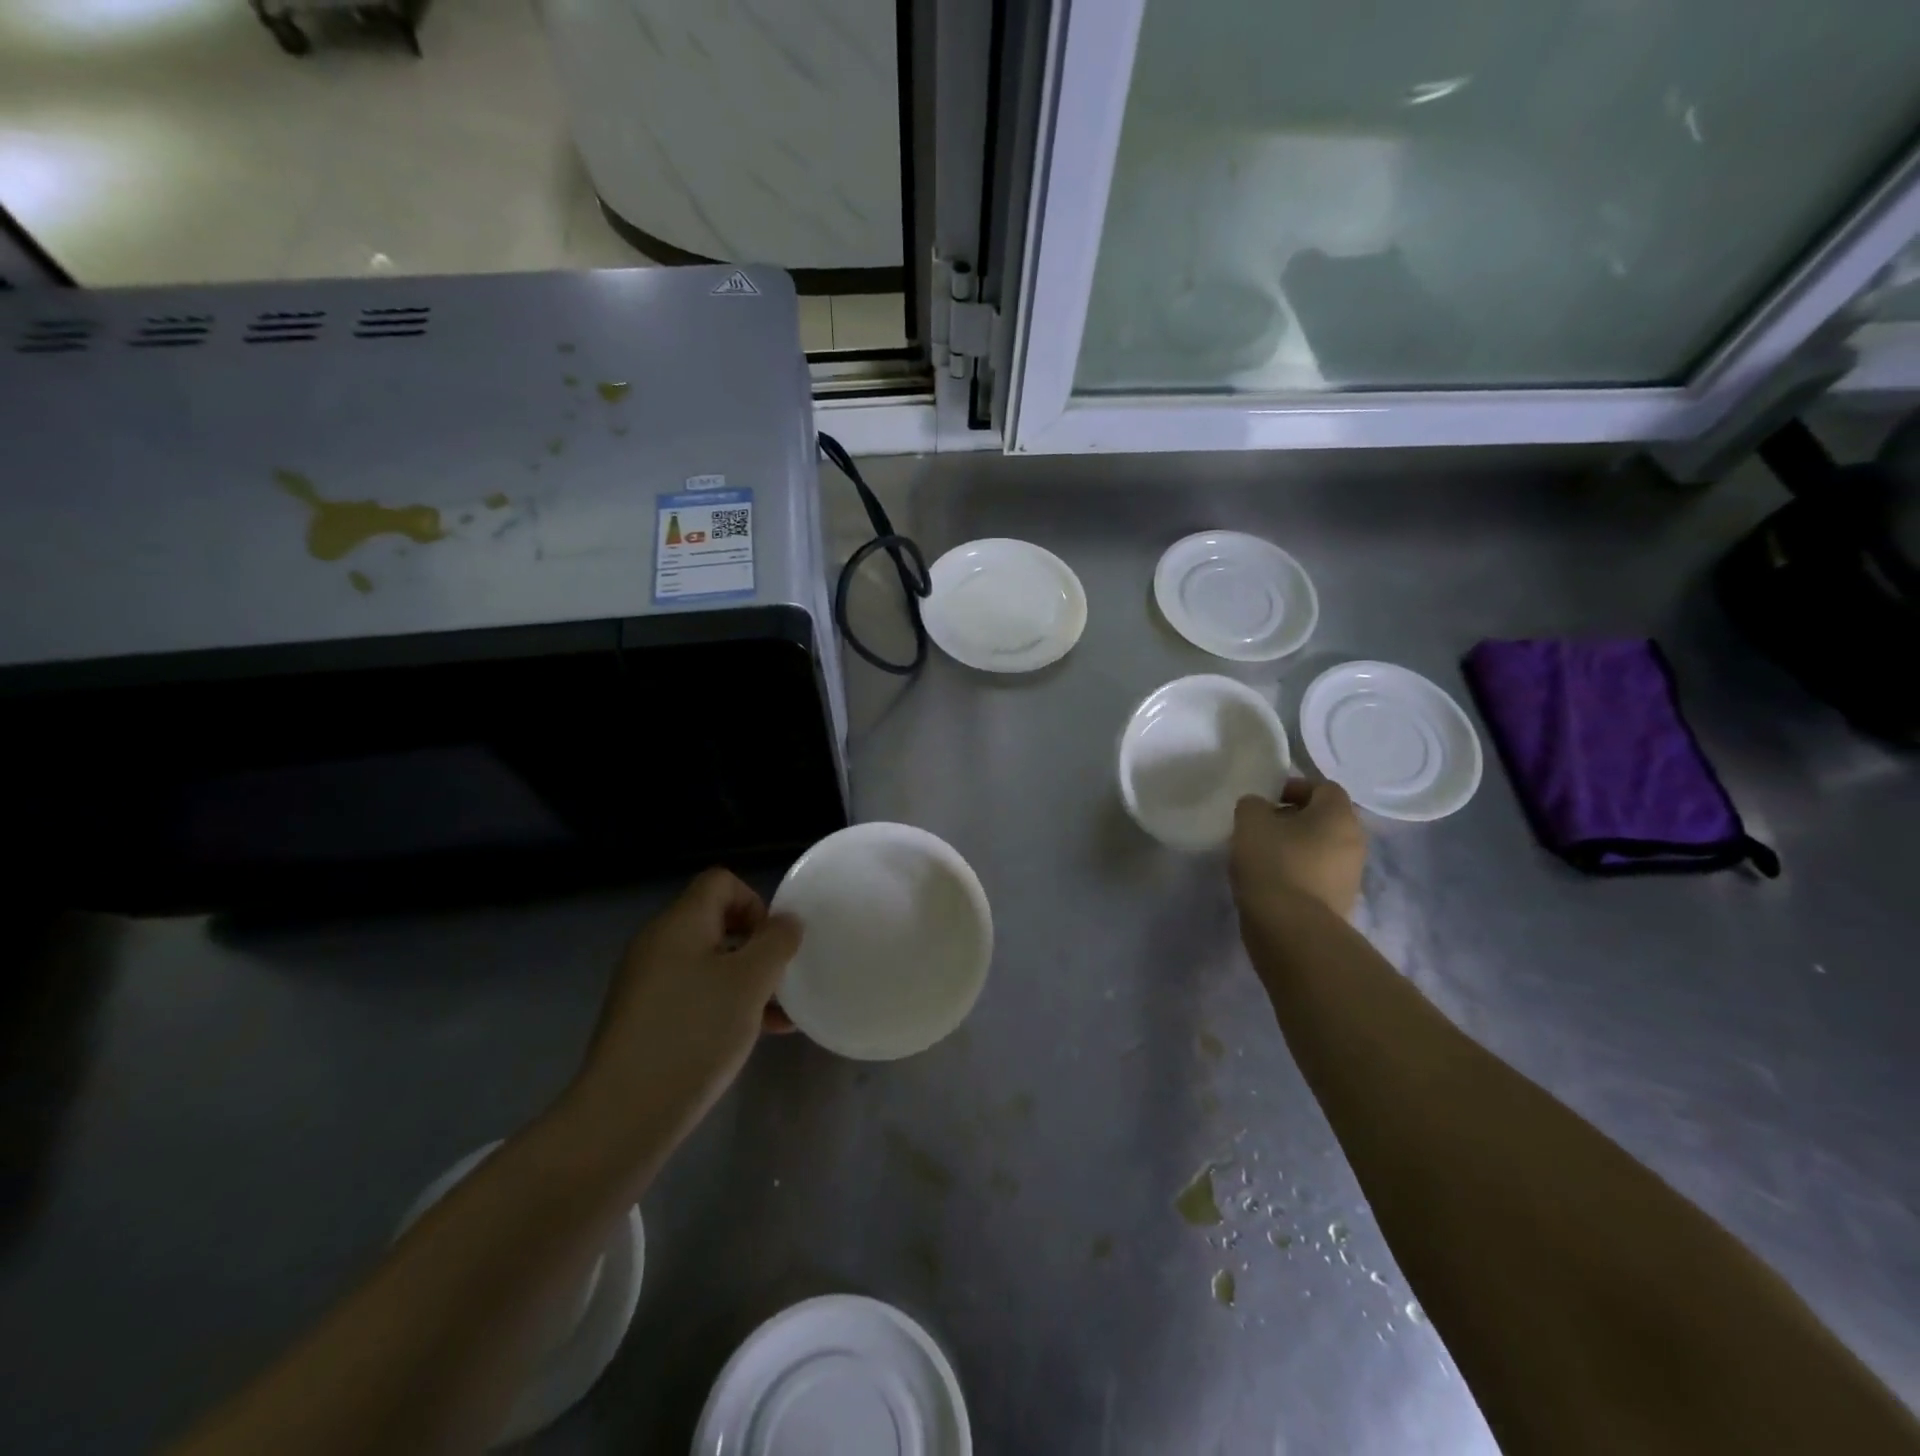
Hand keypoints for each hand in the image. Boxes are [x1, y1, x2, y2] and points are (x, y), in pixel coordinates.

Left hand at [571, 869, 801, 1137]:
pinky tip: (753, 1036)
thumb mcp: (751, 982)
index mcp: (680, 923)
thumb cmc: (695, 1034)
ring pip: (708, 963)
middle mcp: (658, 944)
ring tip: (778, 1016)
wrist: (622, 1115)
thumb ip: (776, 942)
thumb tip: (787, 921)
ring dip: (745, 980)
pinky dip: (723, 1004)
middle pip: (716, 922)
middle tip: (780, 981)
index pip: (721, 882)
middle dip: (755, 946)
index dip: (755, 902)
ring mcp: (646, 983)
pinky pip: (692, 994)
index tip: (773, 944)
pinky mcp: (642, 1019)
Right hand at [1231, 779, 1366, 919]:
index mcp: (1339, 815)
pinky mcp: (1340, 902)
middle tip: (1261, 827)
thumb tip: (1260, 808)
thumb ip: (1253, 804)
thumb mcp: (1250, 820)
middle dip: (1293, 819)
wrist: (1292, 929)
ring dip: (1294, 847)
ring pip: (1320, 848)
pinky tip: (1271, 882)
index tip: (1266, 800)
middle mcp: (1354, 841)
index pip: (1323, 787)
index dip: (1294, 787)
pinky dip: (1297, 873)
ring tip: (1261, 857)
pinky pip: (1317, 875)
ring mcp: (1351, 875)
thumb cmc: (1274, 863)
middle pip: (1324, 819)